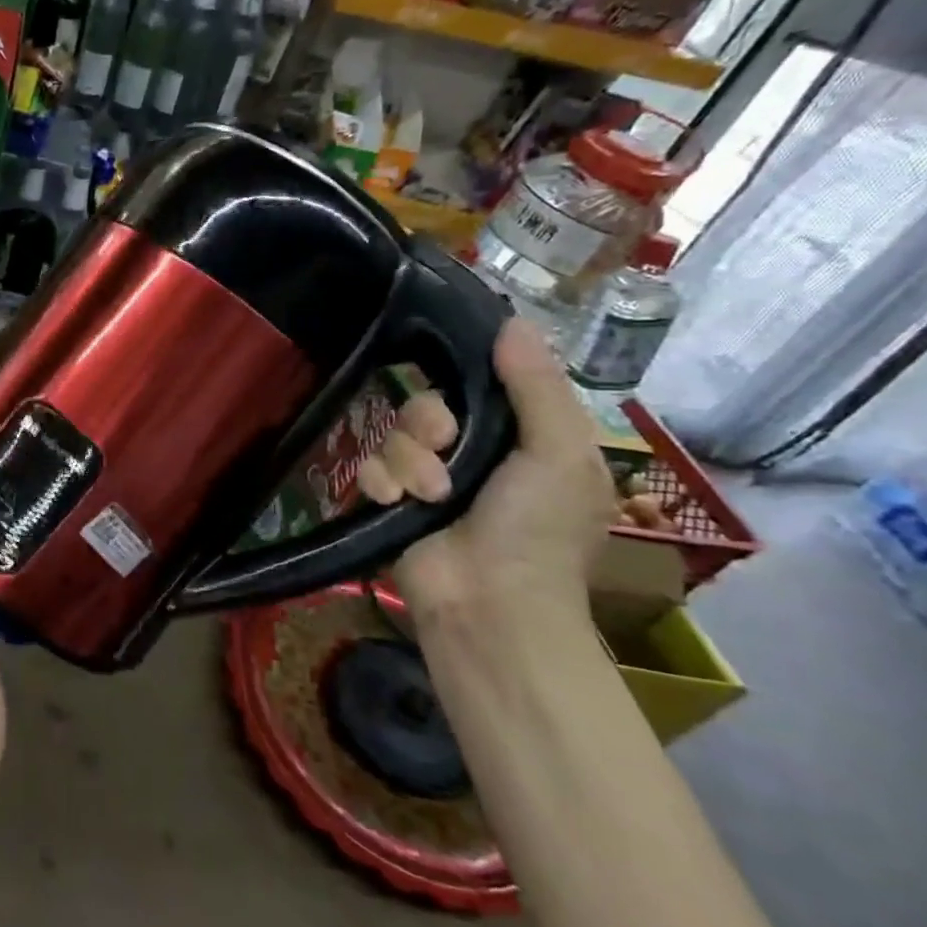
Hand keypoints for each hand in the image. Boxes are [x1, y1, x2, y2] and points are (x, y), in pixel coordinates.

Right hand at [358, 319, 615, 630]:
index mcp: (520, 438)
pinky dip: (381, 484)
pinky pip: (369, 468)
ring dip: (407, 462)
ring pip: (393, 436)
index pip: (479, 384)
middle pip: (425, 406)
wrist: (488, 605)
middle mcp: (471, 453)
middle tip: (444, 448)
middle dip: (428, 424)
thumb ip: (536, 387)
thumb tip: (512, 321)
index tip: (456, 380)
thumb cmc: (536, 531)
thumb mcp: (557, 454)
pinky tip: (395, 504)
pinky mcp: (391, 502)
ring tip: (427, 496)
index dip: (463, 376)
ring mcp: (426, 479)